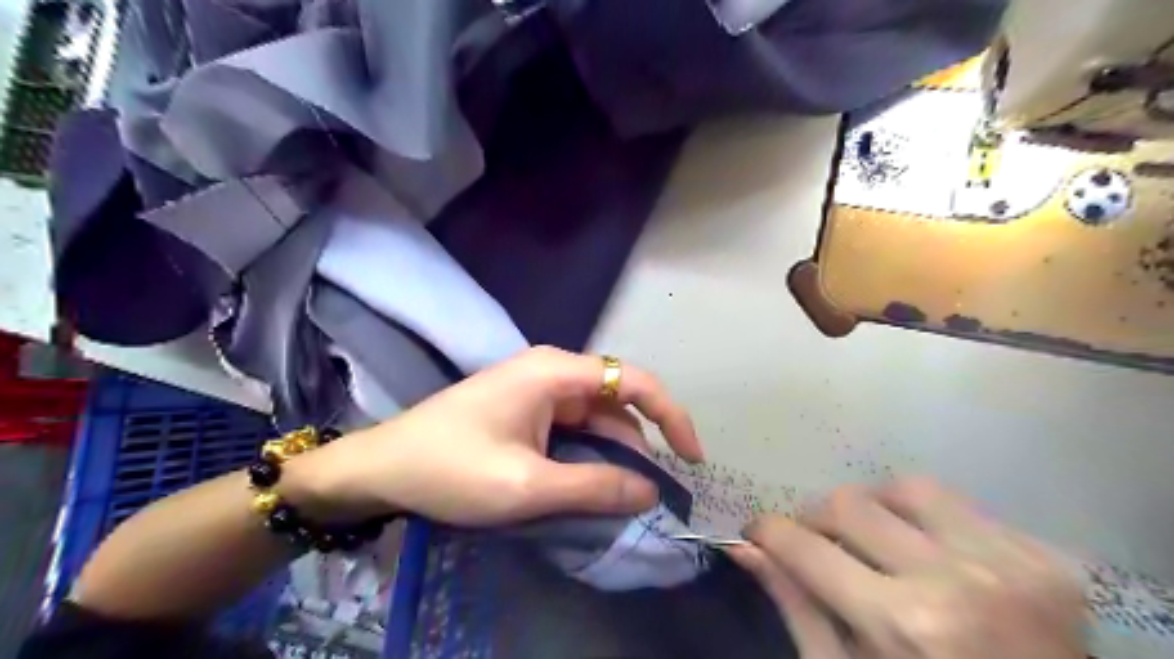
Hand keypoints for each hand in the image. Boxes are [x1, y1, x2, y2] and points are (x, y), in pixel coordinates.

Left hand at [289, 345, 698, 525]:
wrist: (382, 467)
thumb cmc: (451, 468)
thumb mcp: (527, 485)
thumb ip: (594, 487)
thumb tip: (650, 492)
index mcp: (556, 372)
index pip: (634, 381)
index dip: (672, 415)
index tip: (691, 458)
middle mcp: (553, 370)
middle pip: (617, 401)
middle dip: (640, 445)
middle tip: (650, 494)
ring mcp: (538, 388)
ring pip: (596, 417)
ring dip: (613, 454)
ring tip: (621, 497)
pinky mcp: (526, 408)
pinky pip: (573, 427)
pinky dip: (589, 454)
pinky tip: (590, 483)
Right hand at [730, 478, 1086, 657]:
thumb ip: (796, 606)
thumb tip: (745, 548)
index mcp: (904, 623)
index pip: (804, 546)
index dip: (767, 532)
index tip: (758, 534)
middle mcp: (957, 579)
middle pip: (848, 503)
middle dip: (816, 520)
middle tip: (816, 545)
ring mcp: (1011, 563)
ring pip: (906, 488)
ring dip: (876, 510)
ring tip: (878, 543)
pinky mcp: (1049, 558)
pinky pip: (960, 506)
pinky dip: (929, 523)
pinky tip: (936, 558)